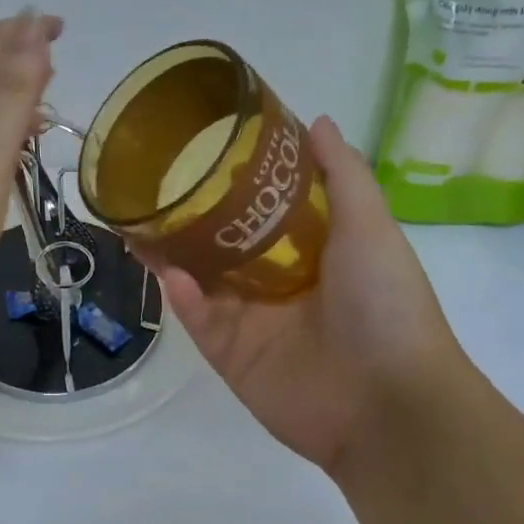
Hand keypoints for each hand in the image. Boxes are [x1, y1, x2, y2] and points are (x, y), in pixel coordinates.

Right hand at [151, 117, 468, 478]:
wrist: (388, 402)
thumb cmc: (385, 304)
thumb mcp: (370, 227)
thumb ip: (343, 175)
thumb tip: (318, 121)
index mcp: (311, 252)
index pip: (262, 211)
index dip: (233, 184)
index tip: (202, 153)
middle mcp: (276, 284)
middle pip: (220, 245)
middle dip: (187, 220)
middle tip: (151, 190)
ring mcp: (251, 322)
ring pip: (200, 281)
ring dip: (169, 255)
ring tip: (135, 224)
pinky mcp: (230, 356)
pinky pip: (200, 320)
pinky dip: (183, 297)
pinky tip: (166, 273)